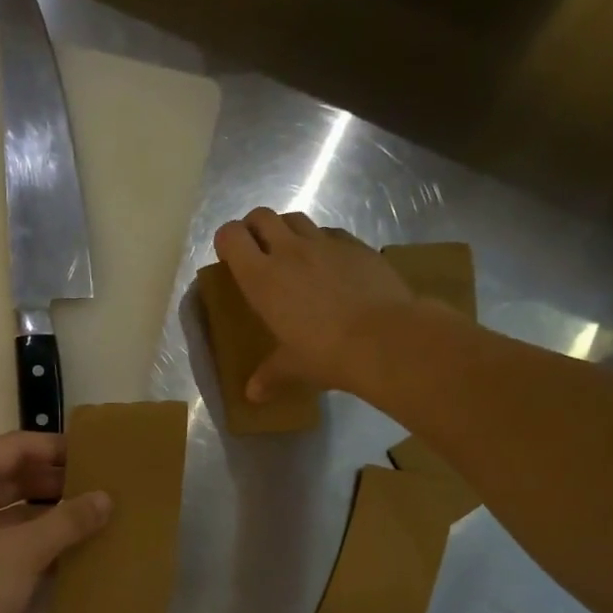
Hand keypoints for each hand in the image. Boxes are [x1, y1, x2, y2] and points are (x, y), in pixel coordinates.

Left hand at [0, 432, 109, 612]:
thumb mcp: (23, 550)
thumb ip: (67, 520)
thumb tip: (106, 497)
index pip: (15, 448)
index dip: (56, 448)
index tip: (97, 452)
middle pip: (17, 476)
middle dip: (59, 480)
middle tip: (106, 483)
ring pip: (20, 511)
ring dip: (56, 512)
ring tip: (102, 512)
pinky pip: (18, 541)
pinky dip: (47, 541)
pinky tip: (84, 546)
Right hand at [213, 208, 418, 400]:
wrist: (386, 339)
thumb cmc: (326, 353)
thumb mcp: (293, 367)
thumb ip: (270, 375)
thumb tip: (252, 396)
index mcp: (262, 278)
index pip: (231, 236)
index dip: (227, 241)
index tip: (230, 258)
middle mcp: (289, 251)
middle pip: (262, 216)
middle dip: (254, 228)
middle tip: (258, 252)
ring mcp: (325, 244)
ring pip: (296, 219)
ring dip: (287, 231)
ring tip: (293, 257)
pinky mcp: (357, 246)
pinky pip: (331, 234)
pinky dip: (323, 243)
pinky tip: (330, 266)